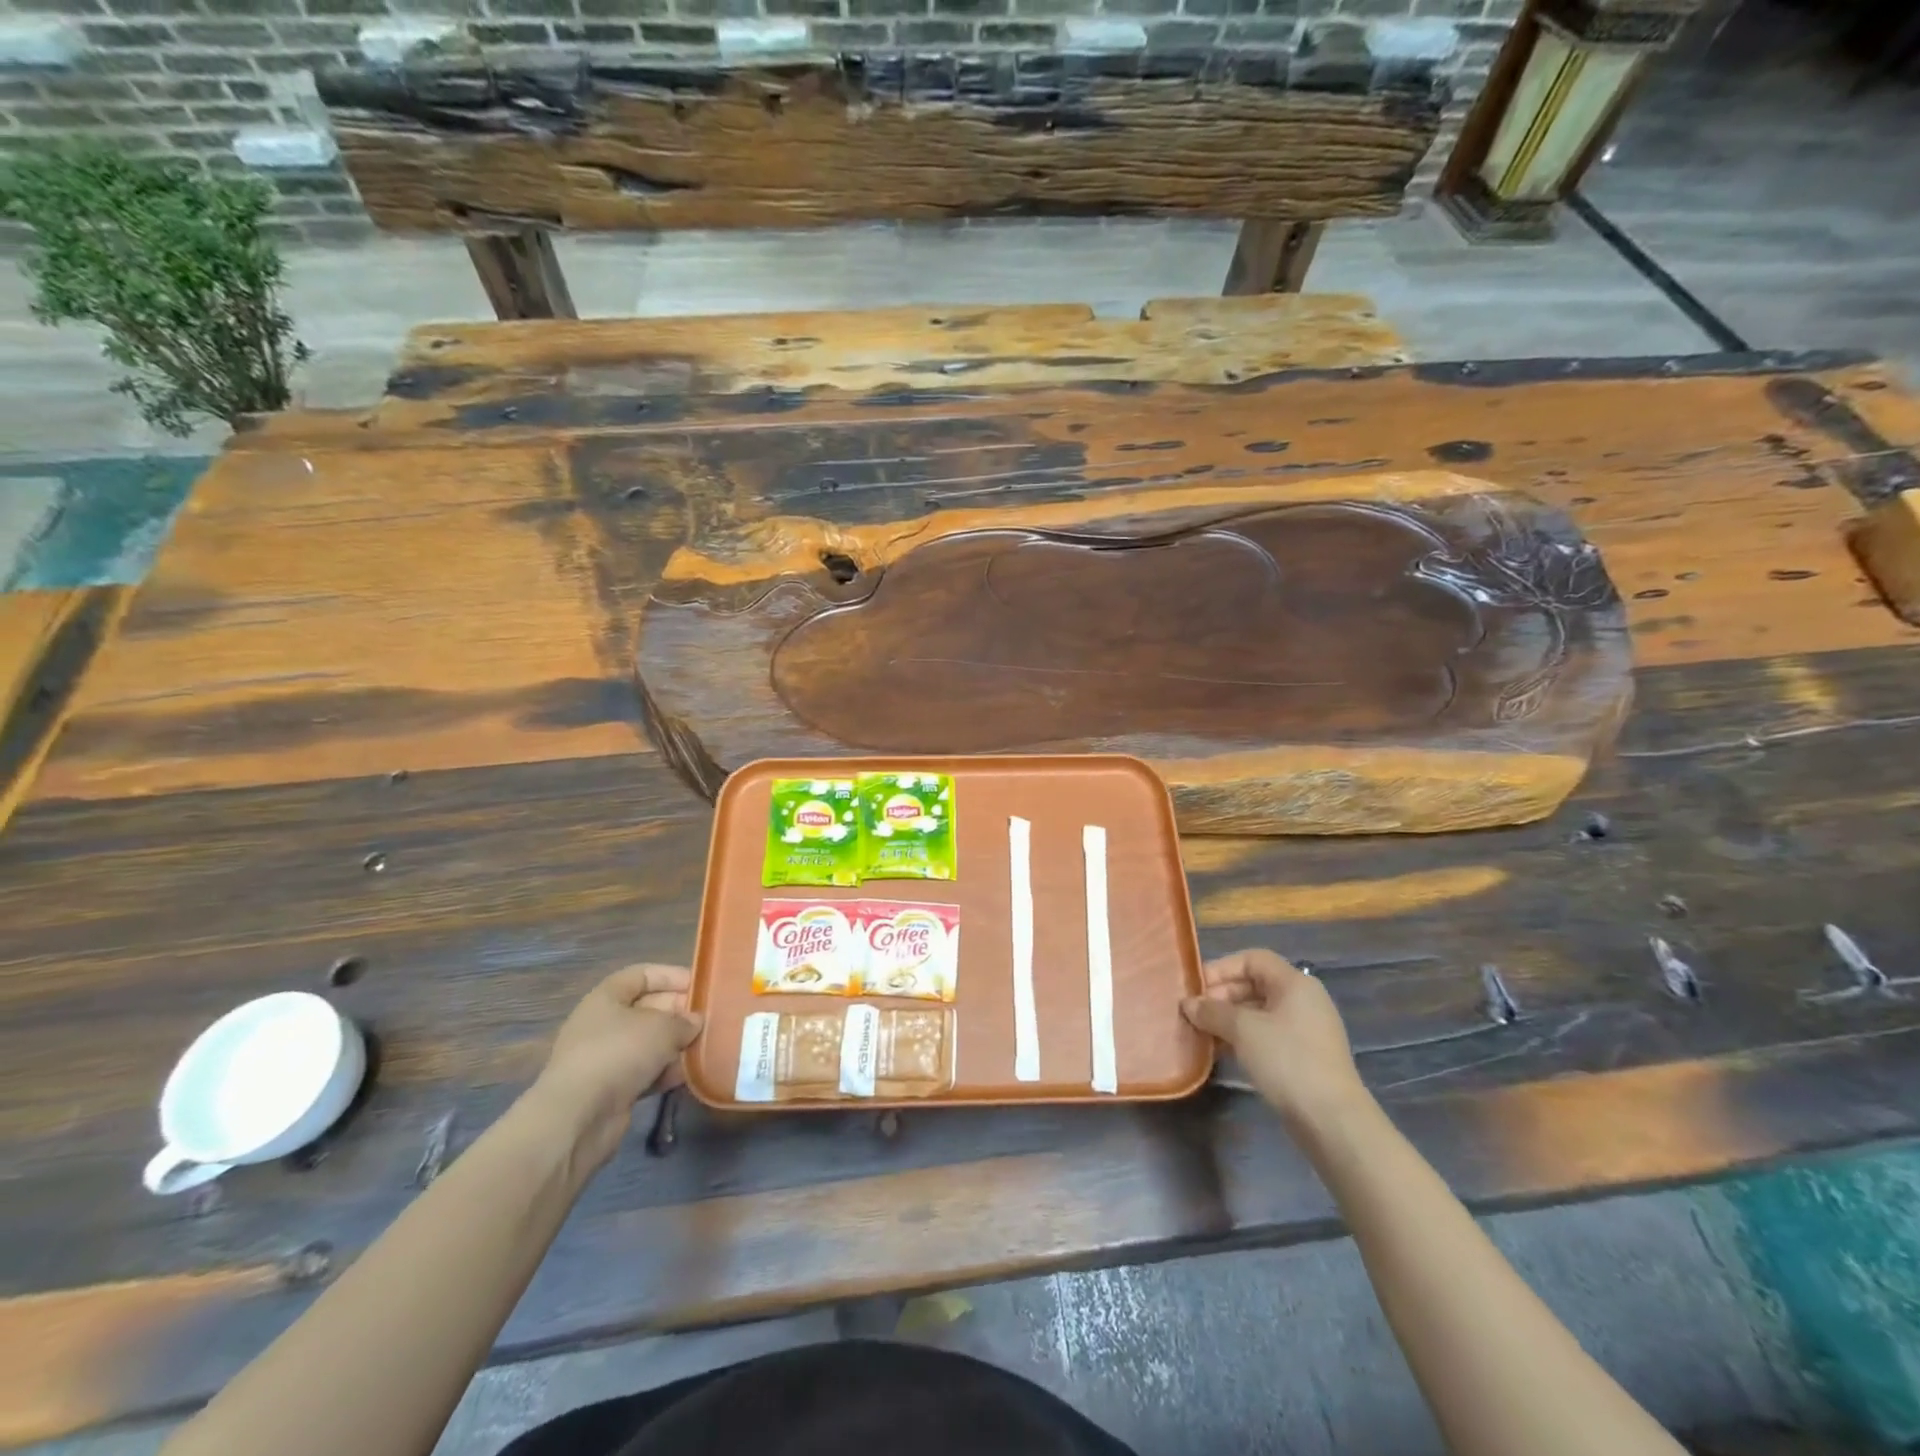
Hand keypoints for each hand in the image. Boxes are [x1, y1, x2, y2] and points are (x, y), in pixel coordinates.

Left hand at [527, 964, 703, 1165]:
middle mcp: (604, 1024)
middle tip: (711, 1018)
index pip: (642, 975)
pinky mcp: (612, 1088)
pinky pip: (646, 1071)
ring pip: (650, 1042)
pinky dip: (666, 1071)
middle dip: (680, 1012)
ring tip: (707, 1045)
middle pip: (649, 1008)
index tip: (701, 985)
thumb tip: (695, 1022)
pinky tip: (690, 1073)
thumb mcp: (661, 1027)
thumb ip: (684, 1021)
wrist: (578, 1117)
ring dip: (677, 1044)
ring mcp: (607, 1058)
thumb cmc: (618, 1053)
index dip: (672, 976)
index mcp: (607, 998)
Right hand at [1183, 948, 1368, 1131]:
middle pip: (1254, 984)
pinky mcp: (1304, 1056)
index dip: (1221, 968)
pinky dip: (1243, 1038)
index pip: (1252, 959)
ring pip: (1258, 1012)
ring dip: (1228, 1019)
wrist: (1332, 1120)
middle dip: (1221, 996)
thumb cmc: (1287, 1060)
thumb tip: (1188, 1004)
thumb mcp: (1243, 1030)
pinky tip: (1221, 1052)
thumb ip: (1212, 1011)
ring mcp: (1305, 1030)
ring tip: (1202, 1033)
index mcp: (1294, 983)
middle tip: (1194, 1013)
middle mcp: (1302, 1000)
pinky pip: (1267, 1035)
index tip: (1196, 988)